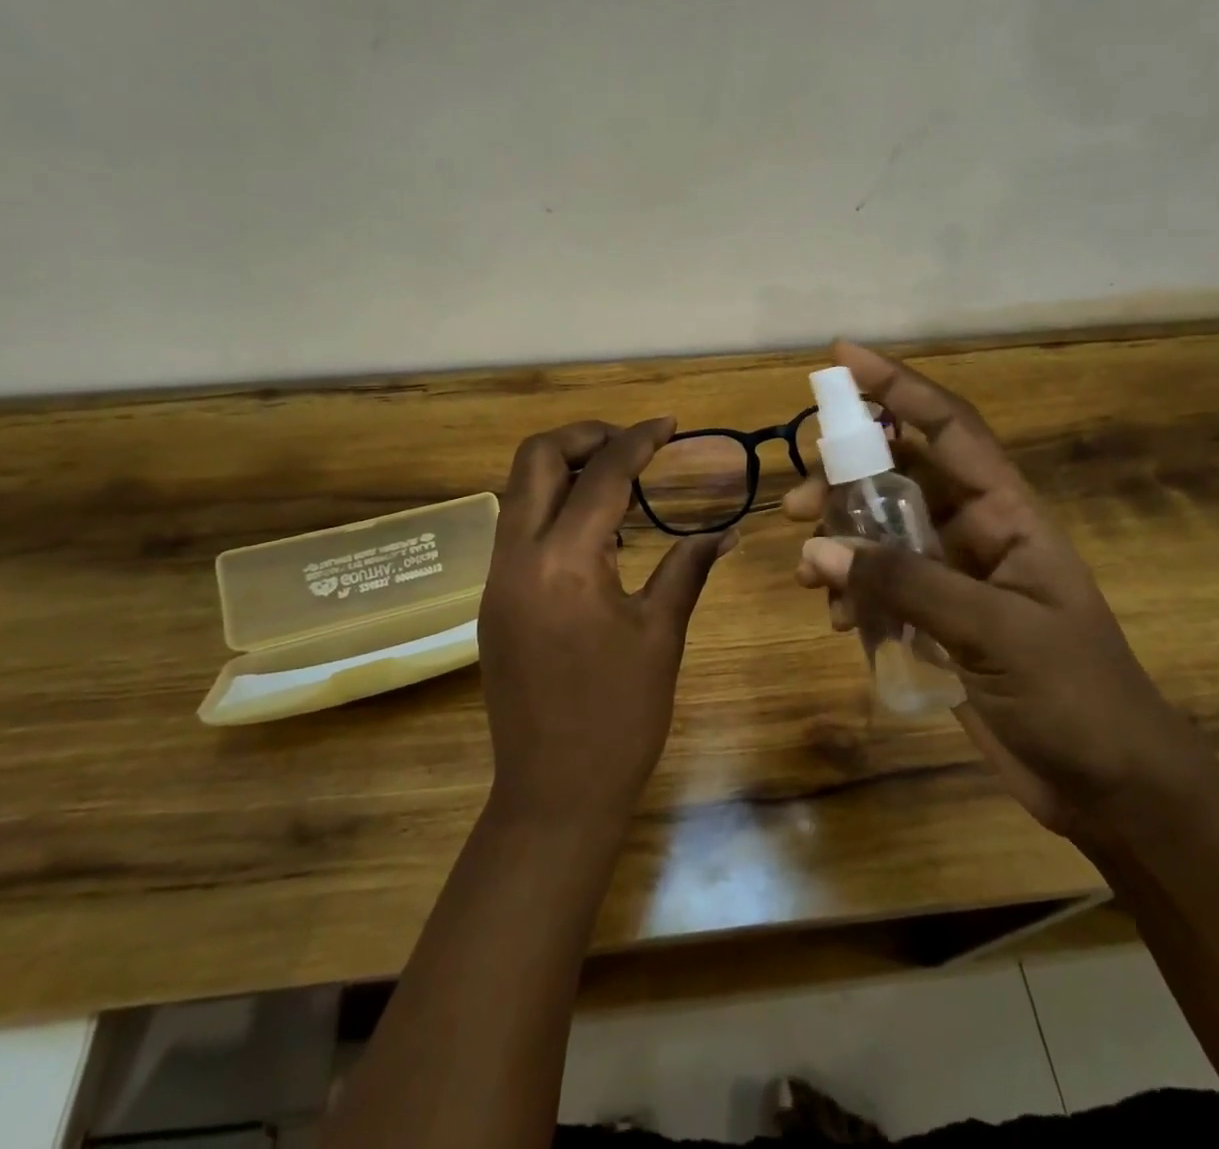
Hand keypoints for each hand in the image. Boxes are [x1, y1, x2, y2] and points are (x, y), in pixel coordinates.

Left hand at [480, 419, 736, 832]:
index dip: (639, 439)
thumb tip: (725, 531)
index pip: (601, 475)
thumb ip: (687, 568)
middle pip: (535, 458)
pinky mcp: (493, 600)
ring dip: (564, 470)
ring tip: (619, 483)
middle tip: (633, 447)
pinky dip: (552, 508)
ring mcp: (497, 578)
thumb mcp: (660, 635)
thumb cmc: (619, 717)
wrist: (553, 792)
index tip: (670, 425)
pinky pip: (518, 528)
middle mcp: (518, 557)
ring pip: (519, 490)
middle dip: (584, 437)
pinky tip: (595, 532)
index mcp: (564, 562)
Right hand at [783, 343, 1210, 836]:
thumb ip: (904, 584)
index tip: (840, 359)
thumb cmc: (1074, 695)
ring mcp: (952, 577)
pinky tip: (838, 623)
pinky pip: (878, 586)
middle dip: (845, 475)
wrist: (1110, 787)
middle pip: (899, 475)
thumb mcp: (994, 630)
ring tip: (804, 568)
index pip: (947, 427)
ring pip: (880, 533)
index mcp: (1006, 513)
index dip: (897, 385)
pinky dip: (850, 594)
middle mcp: (974, 532)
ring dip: (839, 541)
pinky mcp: (934, 620)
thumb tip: (816, 549)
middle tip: (799, 494)